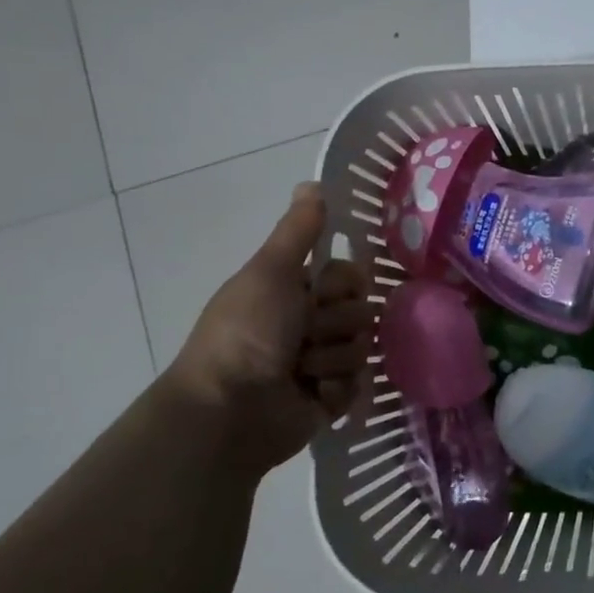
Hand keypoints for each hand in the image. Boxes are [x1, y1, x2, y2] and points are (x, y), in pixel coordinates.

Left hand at [166, 183, 365, 471]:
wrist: (230, 410)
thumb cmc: (246, 333)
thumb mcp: (270, 272)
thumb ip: (297, 231)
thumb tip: (314, 182)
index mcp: (295, 292)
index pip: (352, 276)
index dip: (344, 284)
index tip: (324, 292)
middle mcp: (310, 324)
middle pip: (362, 311)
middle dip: (336, 325)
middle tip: (304, 336)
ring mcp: (323, 363)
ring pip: (363, 348)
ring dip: (332, 359)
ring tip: (302, 372)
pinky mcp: (332, 399)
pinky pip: (360, 384)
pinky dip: (336, 390)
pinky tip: (313, 395)